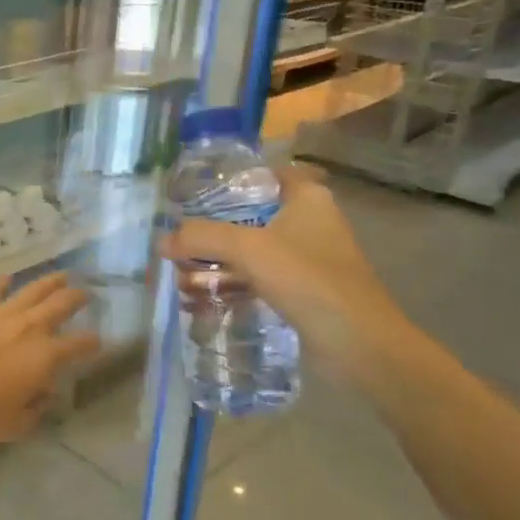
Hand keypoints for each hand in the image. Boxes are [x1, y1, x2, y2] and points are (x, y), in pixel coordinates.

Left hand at [0, 272, 100, 452]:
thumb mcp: (19, 423)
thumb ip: (38, 404)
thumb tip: (45, 389)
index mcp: (46, 356)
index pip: (81, 344)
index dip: (93, 343)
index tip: (97, 342)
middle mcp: (29, 326)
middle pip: (62, 304)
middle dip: (78, 297)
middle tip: (86, 293)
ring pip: (32, 289)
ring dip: (50, 281)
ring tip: (61, 275)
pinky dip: (2, 282)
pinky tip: (7, 278)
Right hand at [160, 164, 409, 378]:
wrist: (358, 344)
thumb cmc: (308, 280)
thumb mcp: (248, 249)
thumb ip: (202, 238)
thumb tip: (162, 240)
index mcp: (308, 200)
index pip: (267, 175)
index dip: (233, 179)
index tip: (195, 191)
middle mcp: (309, 224)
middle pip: (252, 216)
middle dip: (214, 227)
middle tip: (178, 236)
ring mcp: (306, 261)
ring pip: (252, 252)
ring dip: (218, 261)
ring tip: (180, 271)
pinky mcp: (301, 293)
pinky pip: (257, 280)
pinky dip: (231, 285)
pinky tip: (201, 297)